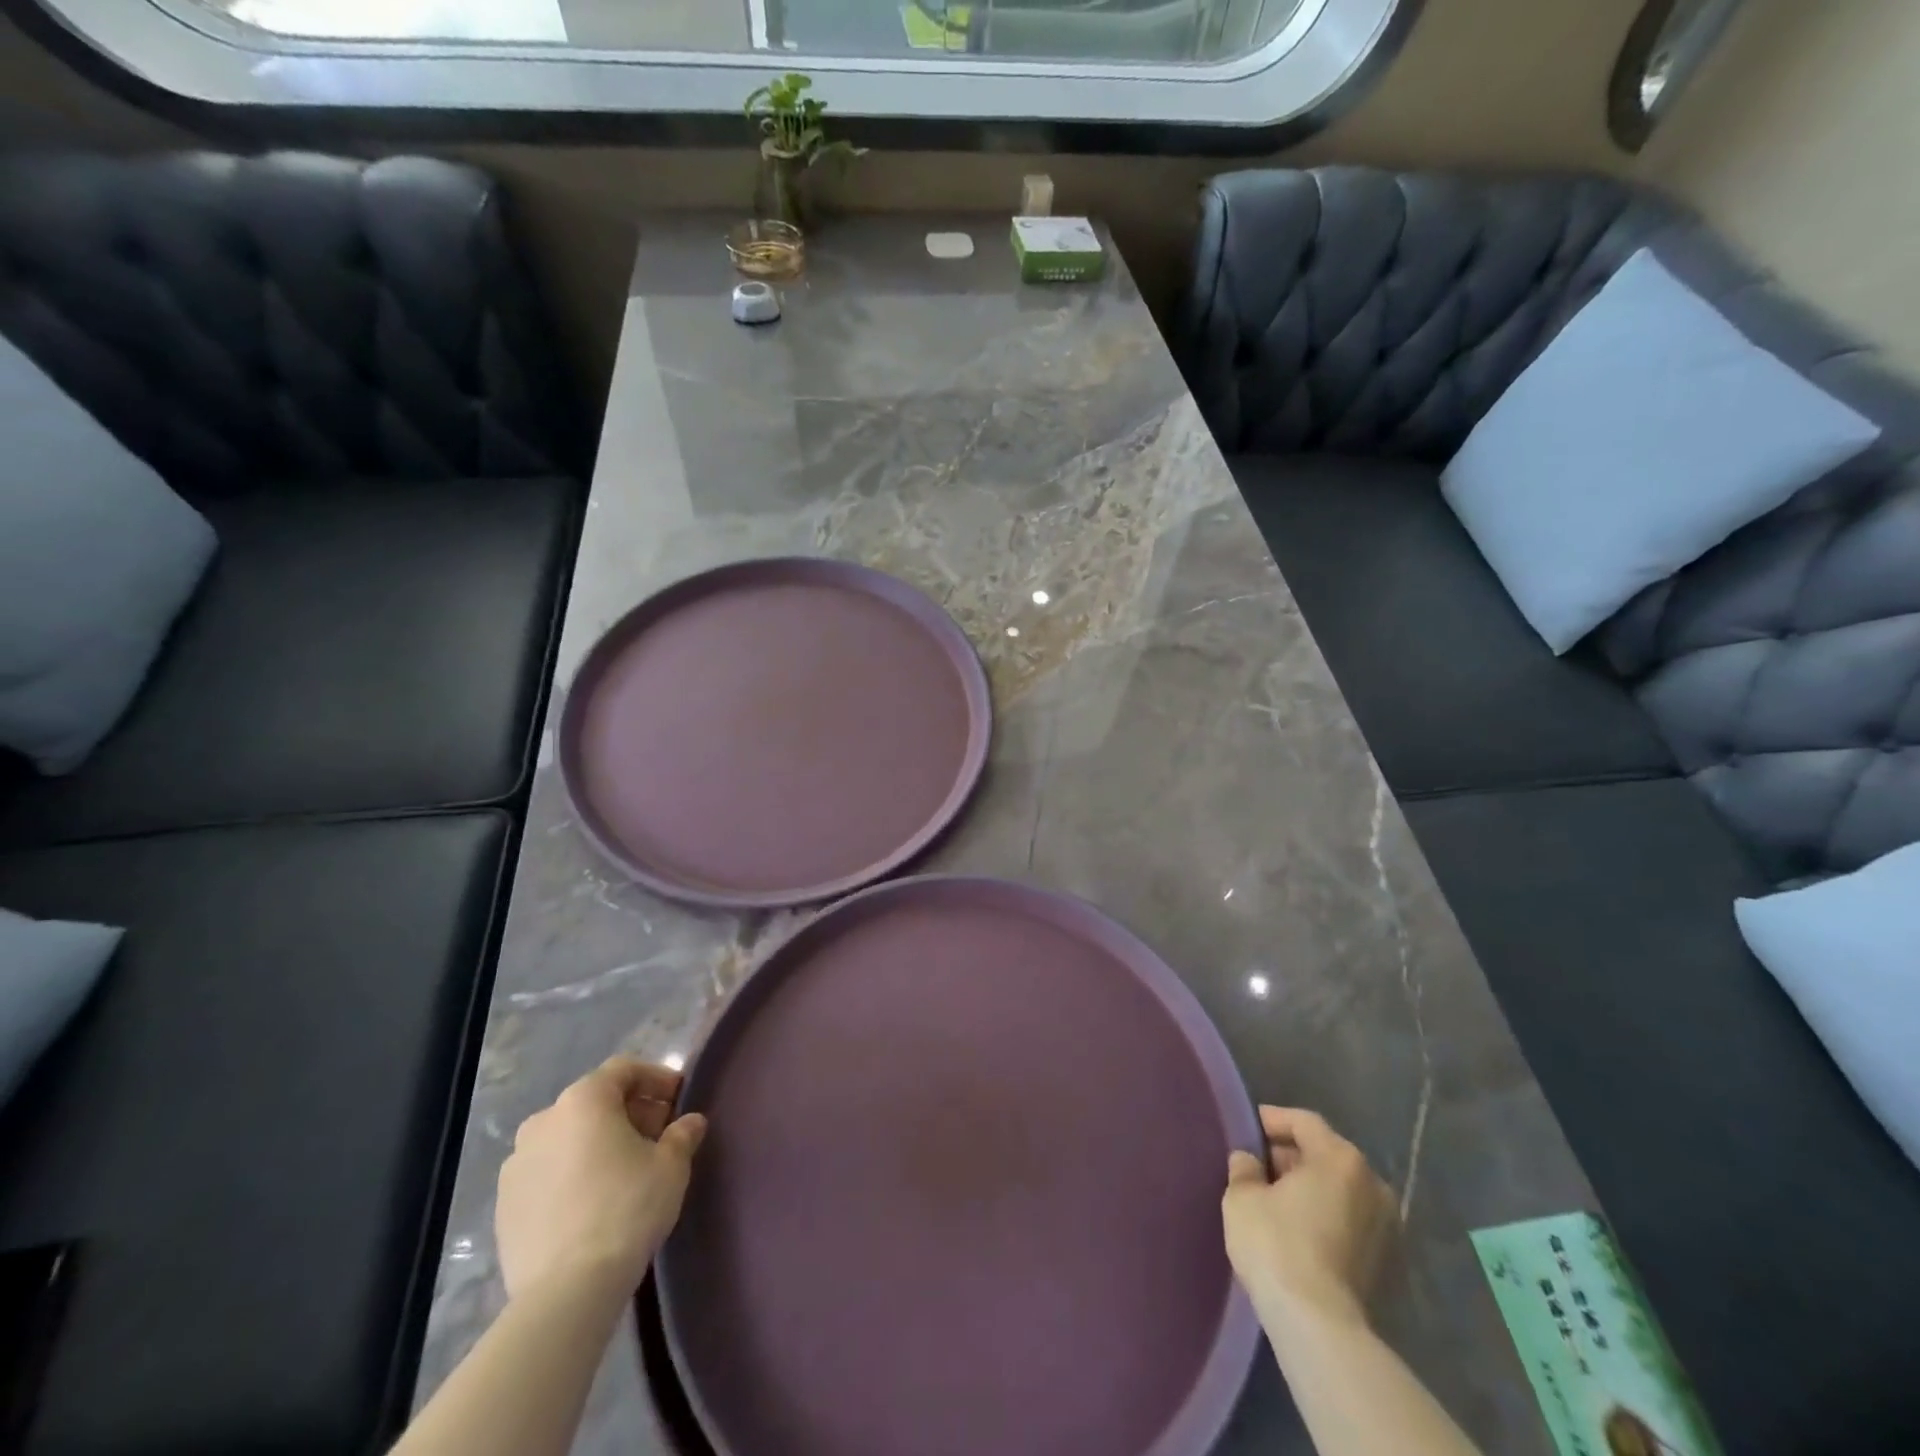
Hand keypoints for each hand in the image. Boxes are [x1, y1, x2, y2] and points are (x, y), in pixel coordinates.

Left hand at [496, 1057, 707, 1301]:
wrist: (566, 1291)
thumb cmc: (627, 1208)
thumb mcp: (671, 1165)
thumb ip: (682, 1134)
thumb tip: (690, 1122)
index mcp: (583, 1100)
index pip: (624, 1070)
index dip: (656, 1079)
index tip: (678, 1099)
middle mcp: (543, 1121)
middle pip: (594, 1102)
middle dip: (629, 1112)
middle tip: (658, 1135)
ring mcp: (515, 1165)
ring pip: (567, 1138)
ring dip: (597, 1143)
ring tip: (625, 1171)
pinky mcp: (503, 1206)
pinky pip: (547, 1173)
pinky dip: (572, 1174)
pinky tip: (593, 1201)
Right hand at [1222, 1107, 1396, 1328]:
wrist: (1320, 1327)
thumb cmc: (1276, 1245)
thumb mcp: (1242, 1197)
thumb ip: (1244, 1168)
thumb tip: (1249, 1160)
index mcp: (1340, 1158)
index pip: (1304, 1121)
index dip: (1272, 1120)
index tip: (1248, 1129)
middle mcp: (1373, 1184)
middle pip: (1326, 1154)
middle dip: (1292, 1156)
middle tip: (1258, 1167)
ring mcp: (1388, 1226)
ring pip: (1341, 1190)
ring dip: (1311, 1189)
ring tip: (1276, 1200)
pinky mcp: (1389, 1264)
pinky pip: (1351, 1222)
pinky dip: (1327, 1217)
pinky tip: (1299, 1231)